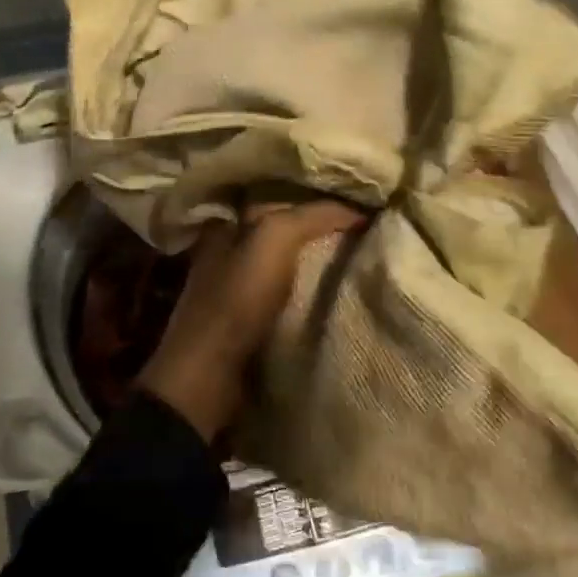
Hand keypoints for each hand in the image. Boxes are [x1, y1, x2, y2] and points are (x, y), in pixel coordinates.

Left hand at [137, 200, 366, 442]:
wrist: (210, 376)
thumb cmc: (237, 299)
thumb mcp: (273, 240)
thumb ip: (311, 216)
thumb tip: (358, 210)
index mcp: (228, 227)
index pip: (280, 202)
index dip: (317, 201)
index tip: (358, 208)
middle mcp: (229, 253)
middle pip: (285, 235)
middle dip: (321, 234)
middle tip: (368, 236)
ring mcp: (236, 291)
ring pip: (289, 268)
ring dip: (319, 268)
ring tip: (362, 266)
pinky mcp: (248, 325)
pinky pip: (288, 300)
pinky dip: (310, 298)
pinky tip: (337, 298)